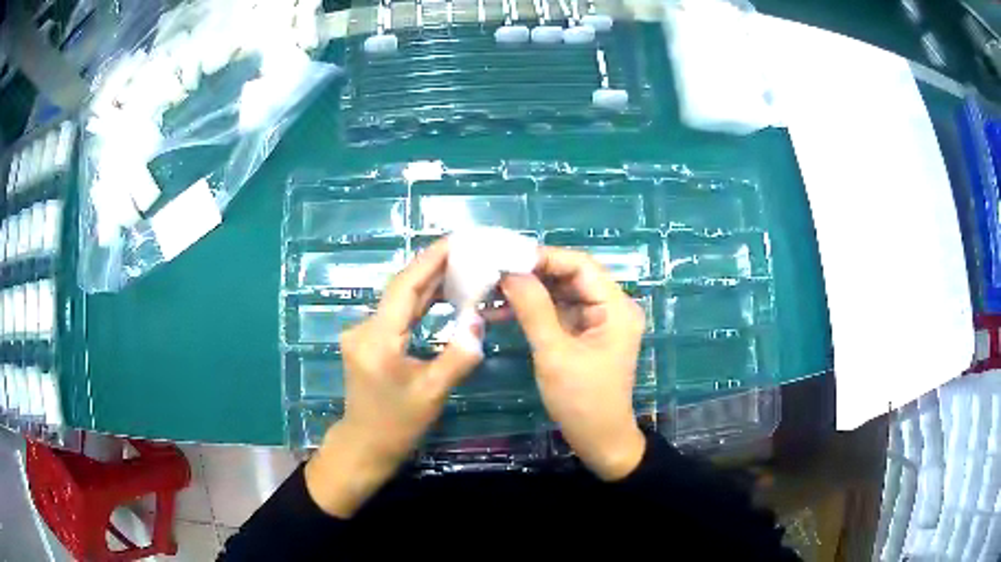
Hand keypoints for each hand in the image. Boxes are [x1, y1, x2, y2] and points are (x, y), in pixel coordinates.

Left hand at [305, 239, 482, 516]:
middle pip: (401, 289)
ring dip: (429, 284)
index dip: (430, 260)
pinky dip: (421, 304)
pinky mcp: (368, 340)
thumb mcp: (432, 394)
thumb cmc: (396, 425)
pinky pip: (397, 314)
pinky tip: (443, 295)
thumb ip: (457, 357)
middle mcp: (364, 328)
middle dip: (434, 268)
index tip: (456, 240)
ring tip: (463, 267)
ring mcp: (363, 333)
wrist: (364, 446)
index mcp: (378, 339)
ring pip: (399, 300)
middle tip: (469, 251)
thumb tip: (480, 322)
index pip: (405, 288)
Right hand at [500, 247, 646, 480]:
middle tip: (492, 271)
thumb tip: (510, 272)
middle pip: (570, 276)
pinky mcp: (584, 334)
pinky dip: (532, 310)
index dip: (544, 257)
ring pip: (560, 292)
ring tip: (490, 288)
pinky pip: (557, 312)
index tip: (506, 258)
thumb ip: (534, 310)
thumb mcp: (555, 354)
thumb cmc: (582, 401)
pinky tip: (501, 311)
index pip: (580, 265)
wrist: (599, 440)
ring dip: (528, 291)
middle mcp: (611, 307)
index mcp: (615, 307)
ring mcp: (597, 320)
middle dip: (531, 273)